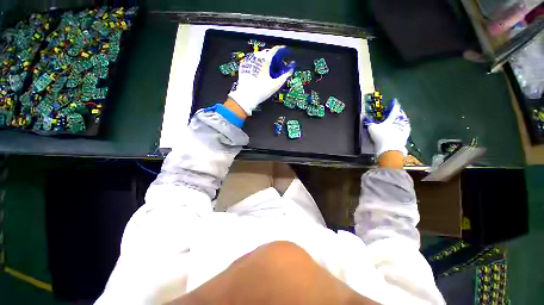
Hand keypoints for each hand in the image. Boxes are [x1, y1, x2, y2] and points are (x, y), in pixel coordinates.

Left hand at [228, 46, 294, 115]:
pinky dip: (258, 64)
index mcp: (264, 59)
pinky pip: (253, 62)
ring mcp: (248, 61)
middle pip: (267, 53)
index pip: (275, 50)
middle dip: (273, 57)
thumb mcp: (275, 85)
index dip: (281, 50)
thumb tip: (290, 70)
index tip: (285, 52)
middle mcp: (256, 57)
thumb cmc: (261, 91)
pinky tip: (260, 71)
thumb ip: (284, 76)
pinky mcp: (243, 67)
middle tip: (278, 65)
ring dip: (265, 60)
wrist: (246, 97)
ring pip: (259, 57)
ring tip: (269, 69)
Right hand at [365, 99, 410, 156]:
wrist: (390, 149)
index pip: (395, 108)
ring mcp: (404, 129)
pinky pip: (405, 129)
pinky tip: (402, 128)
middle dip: (398, 112)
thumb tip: (365, 118)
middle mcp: (401, 121)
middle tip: (396, 111)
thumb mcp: (372, 128)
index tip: (394, 101)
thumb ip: (370, 123)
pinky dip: (403, 127)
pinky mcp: (406, 136)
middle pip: (401, 114)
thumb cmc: (381, 136)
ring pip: (404, 121)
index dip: (394, 104)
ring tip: (400, 118)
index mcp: (393, 117)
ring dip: (402, 119)